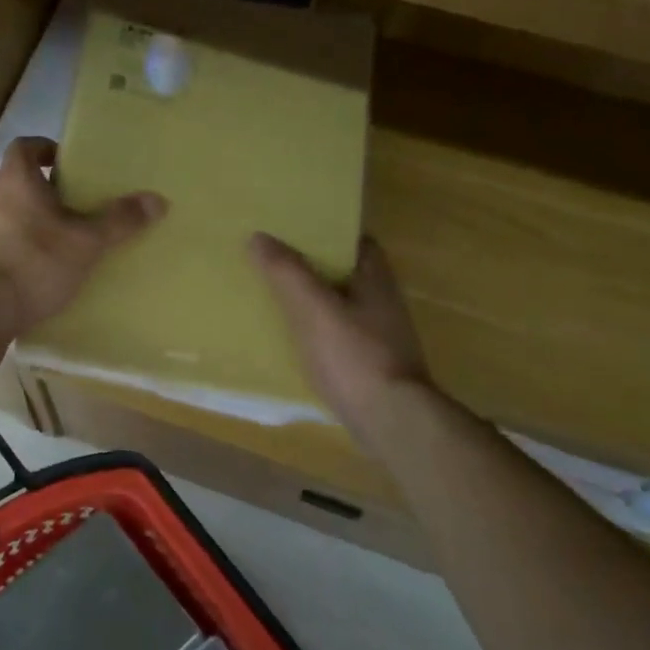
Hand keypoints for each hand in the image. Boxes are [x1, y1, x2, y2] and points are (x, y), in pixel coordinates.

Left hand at [0, 138, 166, 338]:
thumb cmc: (34, 263)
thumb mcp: (86, 243)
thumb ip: (119, 221)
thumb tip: (158, 199)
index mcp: (14, 180)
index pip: (25, 147)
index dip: (45, 149)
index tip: (66, 163)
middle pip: (13, 182)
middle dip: (39, 191)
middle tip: (68, 208)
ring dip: (21, 221)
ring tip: (50, 242)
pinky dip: (7, 248)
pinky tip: (27, 270)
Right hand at [250, 233, 431, 435]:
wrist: (390, 418)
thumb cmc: (354, 355)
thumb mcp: (313, 308)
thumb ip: (287, 272)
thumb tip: (259, 237)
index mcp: (376, 279)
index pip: (356, 241)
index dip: (328, 232)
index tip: (295, 231)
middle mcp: (383, 302)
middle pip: (346, 273)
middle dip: (315, 267)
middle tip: (275, 262)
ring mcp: (381, 336)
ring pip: (342, 306)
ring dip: (315, 301)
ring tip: (275, 297)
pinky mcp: (371, 364)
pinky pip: (339, 336)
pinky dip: (318, 332)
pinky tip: (292, 339)